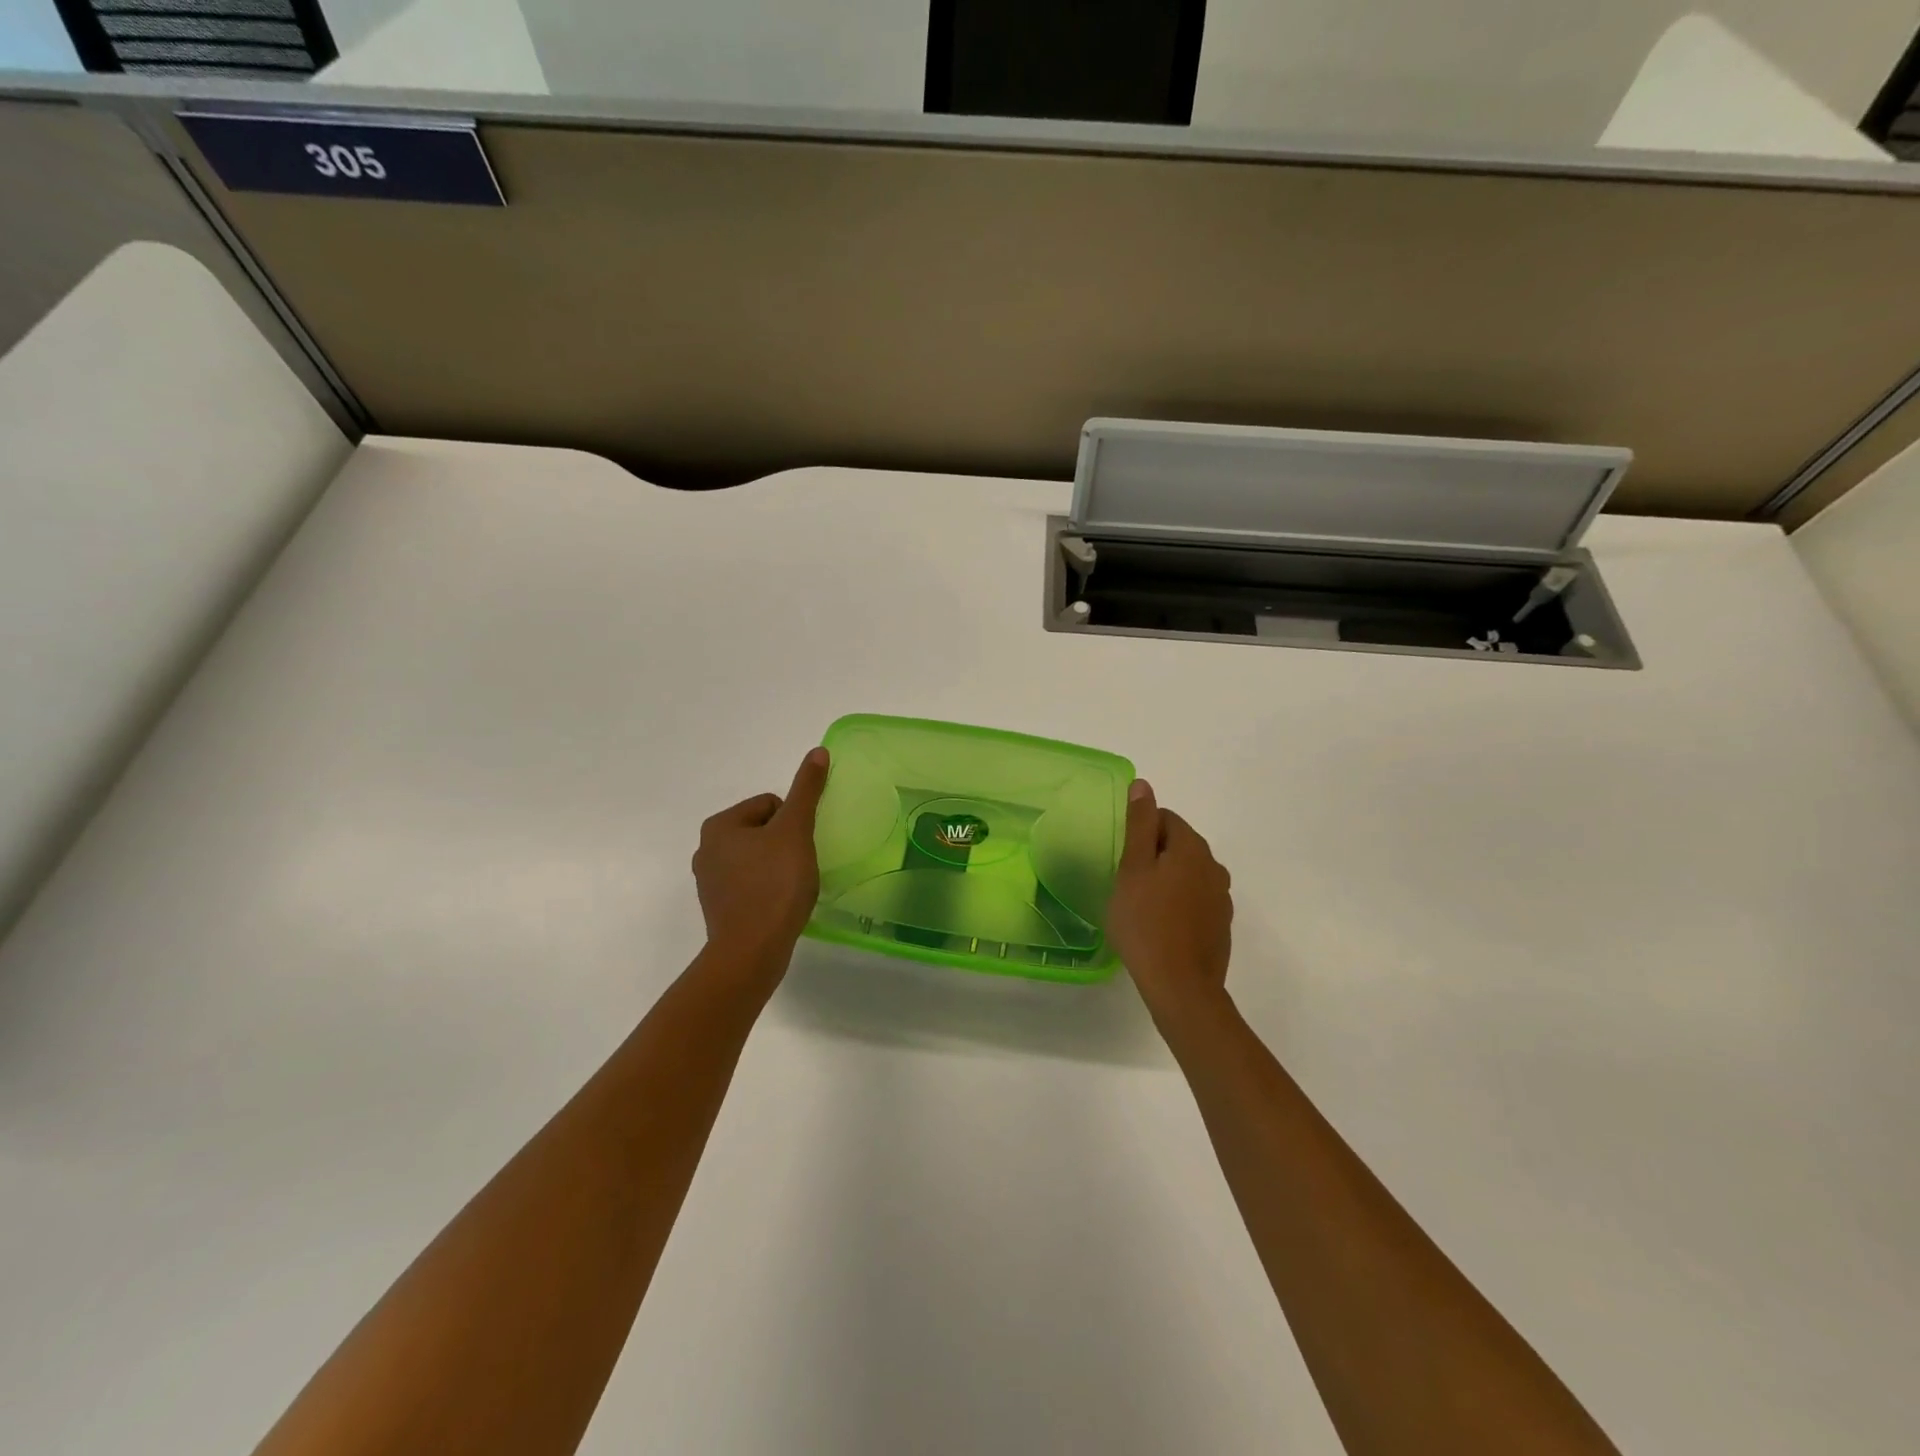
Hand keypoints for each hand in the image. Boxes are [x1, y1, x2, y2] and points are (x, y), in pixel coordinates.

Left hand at [692, 747, 829, 966]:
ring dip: (778, 867)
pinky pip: (752, 884)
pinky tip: (780, 905)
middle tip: (797, 869)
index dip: (793, 823)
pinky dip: (769, 889)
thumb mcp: (795, 831)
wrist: (752, 952)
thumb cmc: (774, 885)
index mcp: (720, 825)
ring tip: (790, 889)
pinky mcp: (720, 908)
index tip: (798, 849)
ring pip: (758, 858)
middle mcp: (707, 849)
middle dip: (785, 845)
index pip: (770, 804)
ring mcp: (710, 881)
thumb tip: (817, 751)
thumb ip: (806, 790)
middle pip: (764, 830)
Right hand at [1107, 779, 1233, 1021]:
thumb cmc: (1146, 922)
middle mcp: (1214, 865)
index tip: (1122, 859)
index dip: (1139, 833)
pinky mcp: (1221, 924)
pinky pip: (1195, 899)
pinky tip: (1160, 925)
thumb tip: (1143, 785)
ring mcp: (1221, 897)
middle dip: (1153, 855)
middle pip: (1178, 844)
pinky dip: (1178, 903)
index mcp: (1192, 847)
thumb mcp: (1132, 868)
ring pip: (1187, 873)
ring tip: (1141, 904)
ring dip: (1166, 880)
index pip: (1164, 818)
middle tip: (1126, 882)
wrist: (1181, 986)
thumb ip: (1139, 824)